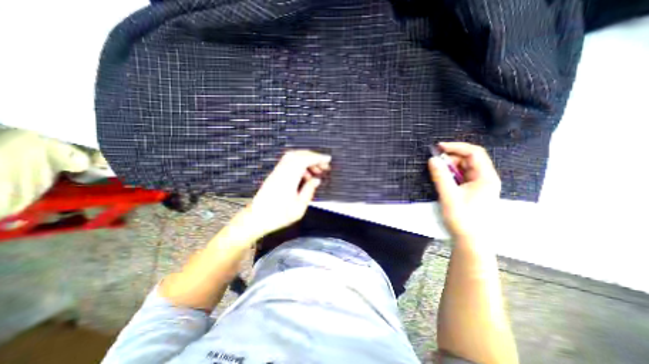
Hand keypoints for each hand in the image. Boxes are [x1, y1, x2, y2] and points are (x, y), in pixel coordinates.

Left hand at [245, 149, 334, 237]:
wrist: (256, 218)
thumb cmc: (277, 216)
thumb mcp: (299, 207)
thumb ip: (309, 191)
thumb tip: (316, 181)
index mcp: (288, 179)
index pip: (305, 160)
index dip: (318, 158)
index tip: (327, 159)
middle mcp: (282, 172)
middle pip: (299, 155)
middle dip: (313, 157)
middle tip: (323, 165)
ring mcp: (277, 172)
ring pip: (293, 157)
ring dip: (306, 161)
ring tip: (316, 172)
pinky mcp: (275, 175)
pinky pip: (289, 163)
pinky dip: (299, 165)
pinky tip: (304, 176)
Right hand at [427, 142, 500, 240]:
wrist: (471, 240)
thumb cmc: (463, 218)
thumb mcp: (449, 196)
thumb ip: (440, 176)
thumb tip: (432, 159)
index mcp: (486, 177)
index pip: (474, 153)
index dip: (456, 147)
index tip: (438, 147)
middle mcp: (485, 178)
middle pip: (469, 160)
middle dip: (451, 158)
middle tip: (434, 164)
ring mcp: (479, 185)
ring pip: (464, 168)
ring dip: (450, 167)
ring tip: (437, 173)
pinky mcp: (472, 191)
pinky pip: (462, 177)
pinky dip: (451, 175)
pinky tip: (443, 180)